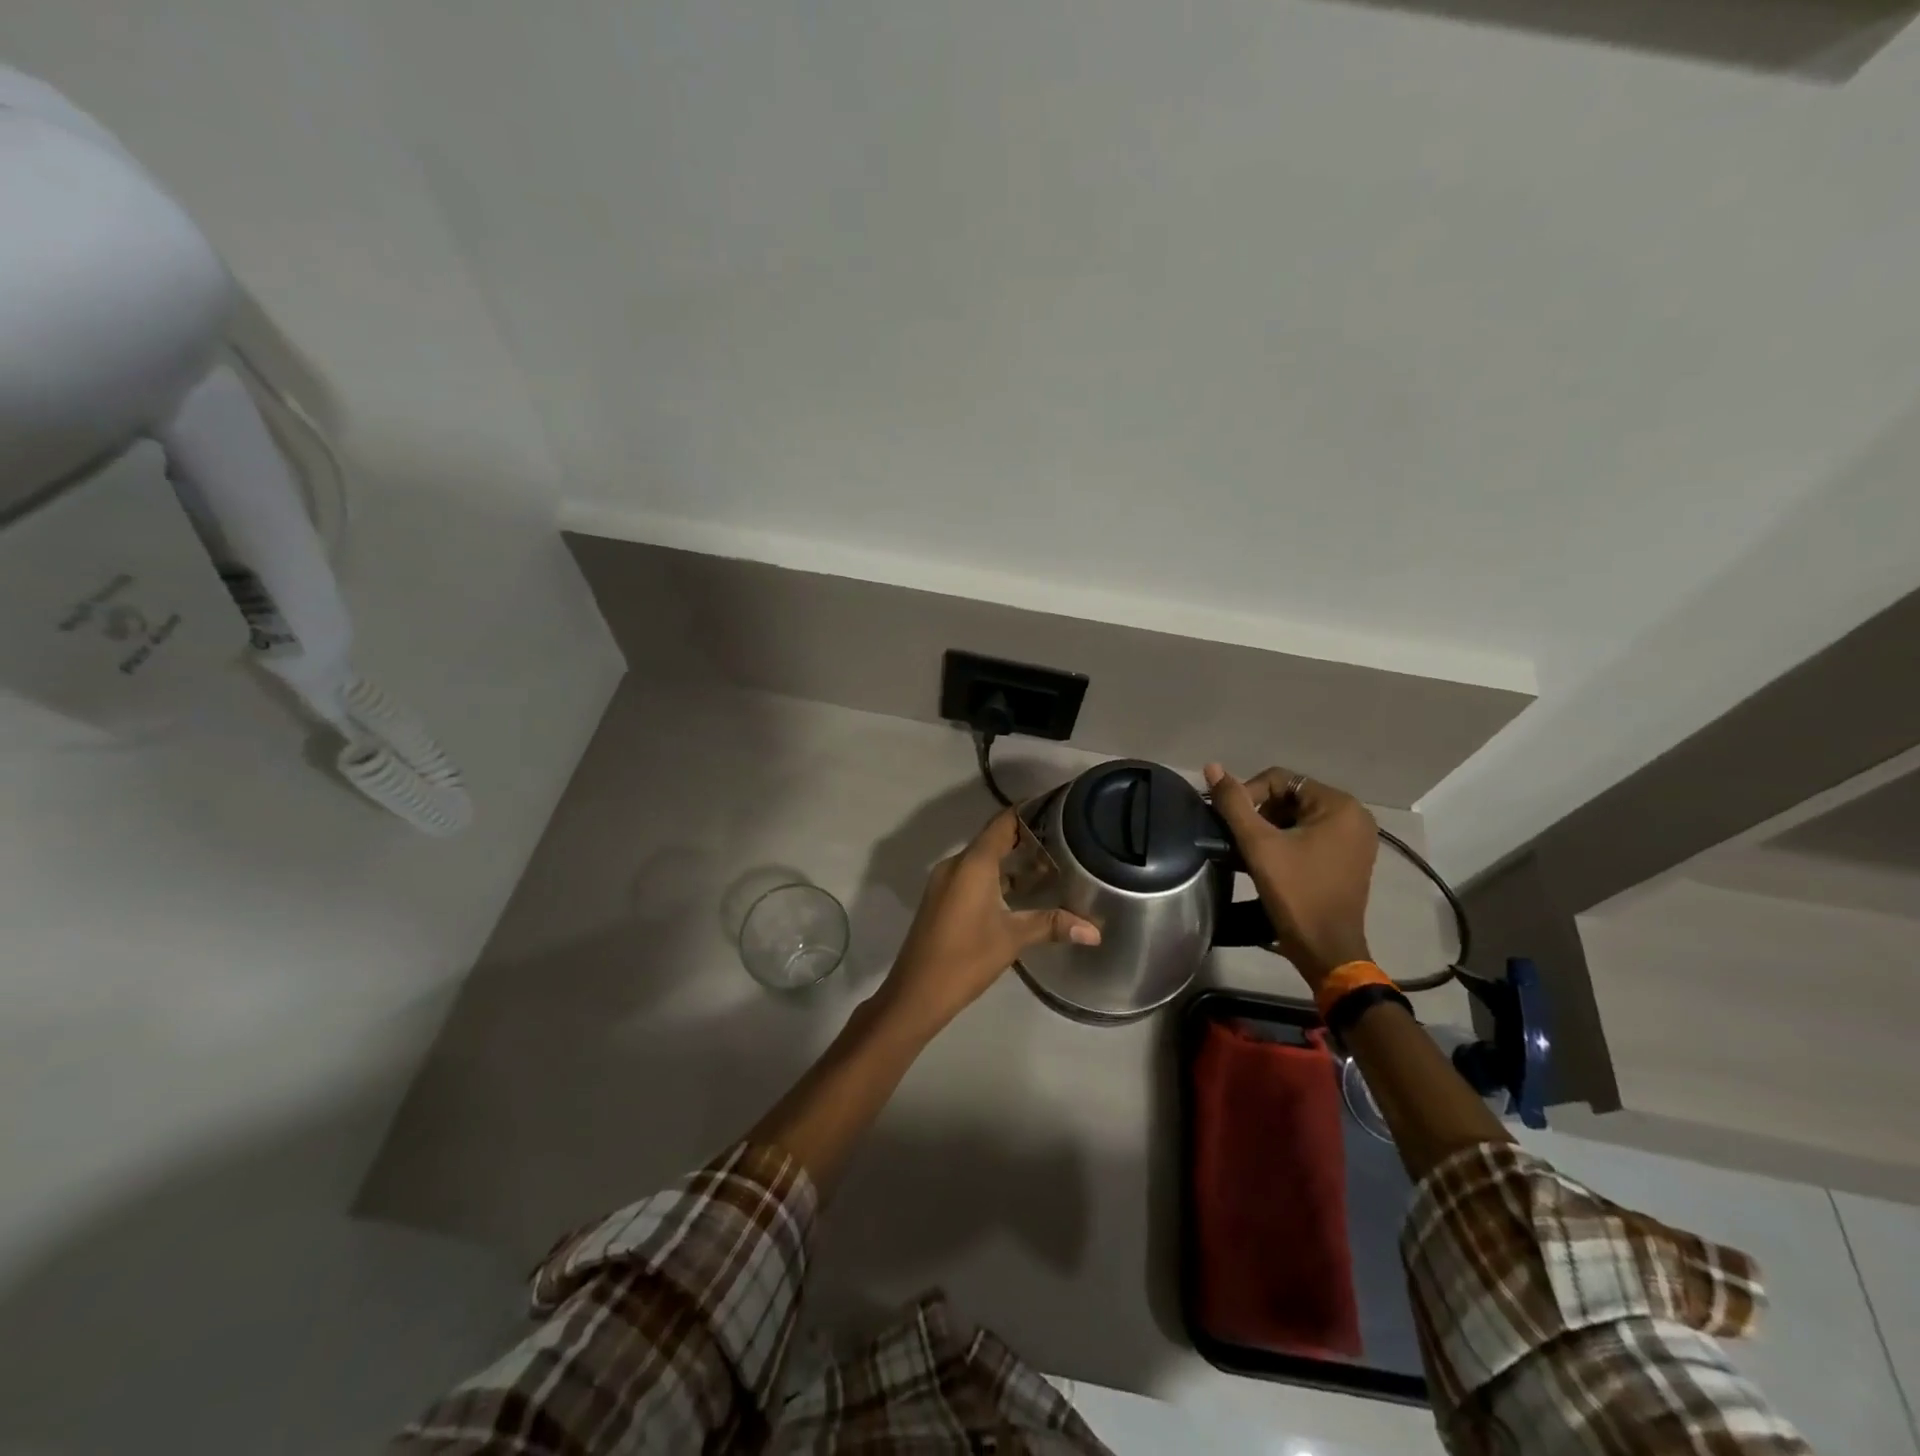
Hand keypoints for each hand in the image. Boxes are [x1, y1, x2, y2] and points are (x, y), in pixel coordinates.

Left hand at [873, 807, 1100, 1041]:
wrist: (916, 992)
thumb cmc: (966, 958)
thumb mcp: (1013, 939)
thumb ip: (1052, 925)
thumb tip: (1095, 931)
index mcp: (972, 864)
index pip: (1003, 823)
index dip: (1028, 812)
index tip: (1056, 806)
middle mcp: (956, 865)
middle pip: (994, 839)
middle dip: (1026, 838)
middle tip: (1063, 838)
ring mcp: (946, 882)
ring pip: (983, 860)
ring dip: (1012, 861)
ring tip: (1050, 864)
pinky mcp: (943, 899)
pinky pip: (973, 875)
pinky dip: (997, 876)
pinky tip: (1021, 892)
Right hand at [1204, 763, 1377, 993]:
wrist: (1326, 950)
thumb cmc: (1296, 893)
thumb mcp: (1259, 845)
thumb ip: (1234, 803)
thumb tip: (1212, 767)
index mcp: (1340, 805)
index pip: (1280, 780)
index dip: (1248, 795)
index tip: (1231, 824)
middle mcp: (1355, 816)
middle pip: (1291, 797)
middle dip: (1261, 814)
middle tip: (1241, 841)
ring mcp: (1355, 839)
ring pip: (1298, 817)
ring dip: (1271, 830)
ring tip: (1251, 852)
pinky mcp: (1349, 859)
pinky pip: (1311, 836)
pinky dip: (1288, 843)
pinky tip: (1270, 862)